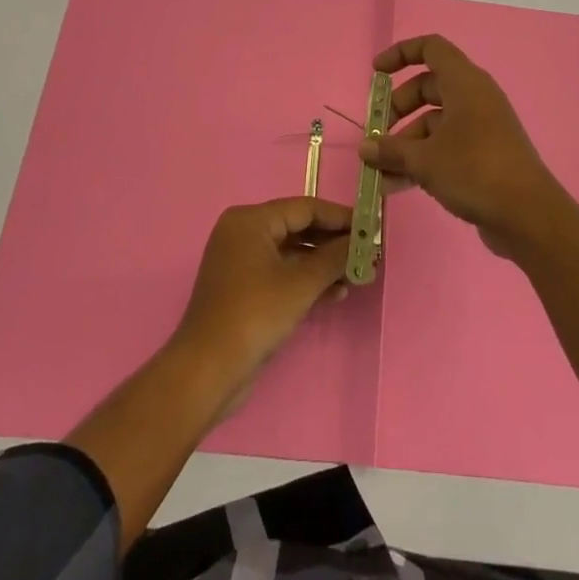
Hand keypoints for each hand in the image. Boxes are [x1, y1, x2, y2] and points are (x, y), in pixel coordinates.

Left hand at [172, 198, 352, 382]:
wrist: (208, 371)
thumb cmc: (255, 315)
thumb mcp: (301, 284)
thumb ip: (334, 257)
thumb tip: (362, 242)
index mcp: (250, 220)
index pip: (304, 208)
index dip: (340, 217)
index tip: (370, 227)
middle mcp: (242, 233)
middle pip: (298, 228)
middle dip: (333, 243)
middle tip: (367, 253)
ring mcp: (240, 262)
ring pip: (291, 253)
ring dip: (323, 265)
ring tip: (357, 276)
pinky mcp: (242, 289)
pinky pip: (281, 273)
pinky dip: (305, 280)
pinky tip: (335, 293)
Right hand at [358, 35, 568, 259]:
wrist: (528, 215)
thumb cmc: (474, 170)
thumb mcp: (425, 159)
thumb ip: (391, 150)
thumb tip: (365, 147)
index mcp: (465, 83)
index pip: (431, 48)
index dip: (401, 54)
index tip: (376, 73)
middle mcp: (475, 98)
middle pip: (428, 88)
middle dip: (398, 109)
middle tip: (377, 134)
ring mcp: (482, 127)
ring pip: (435, 122)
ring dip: (406, 143)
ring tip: (380, 172)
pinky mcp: (485, 155)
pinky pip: (447, 146)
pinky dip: (423, 159)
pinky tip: (398, 186)